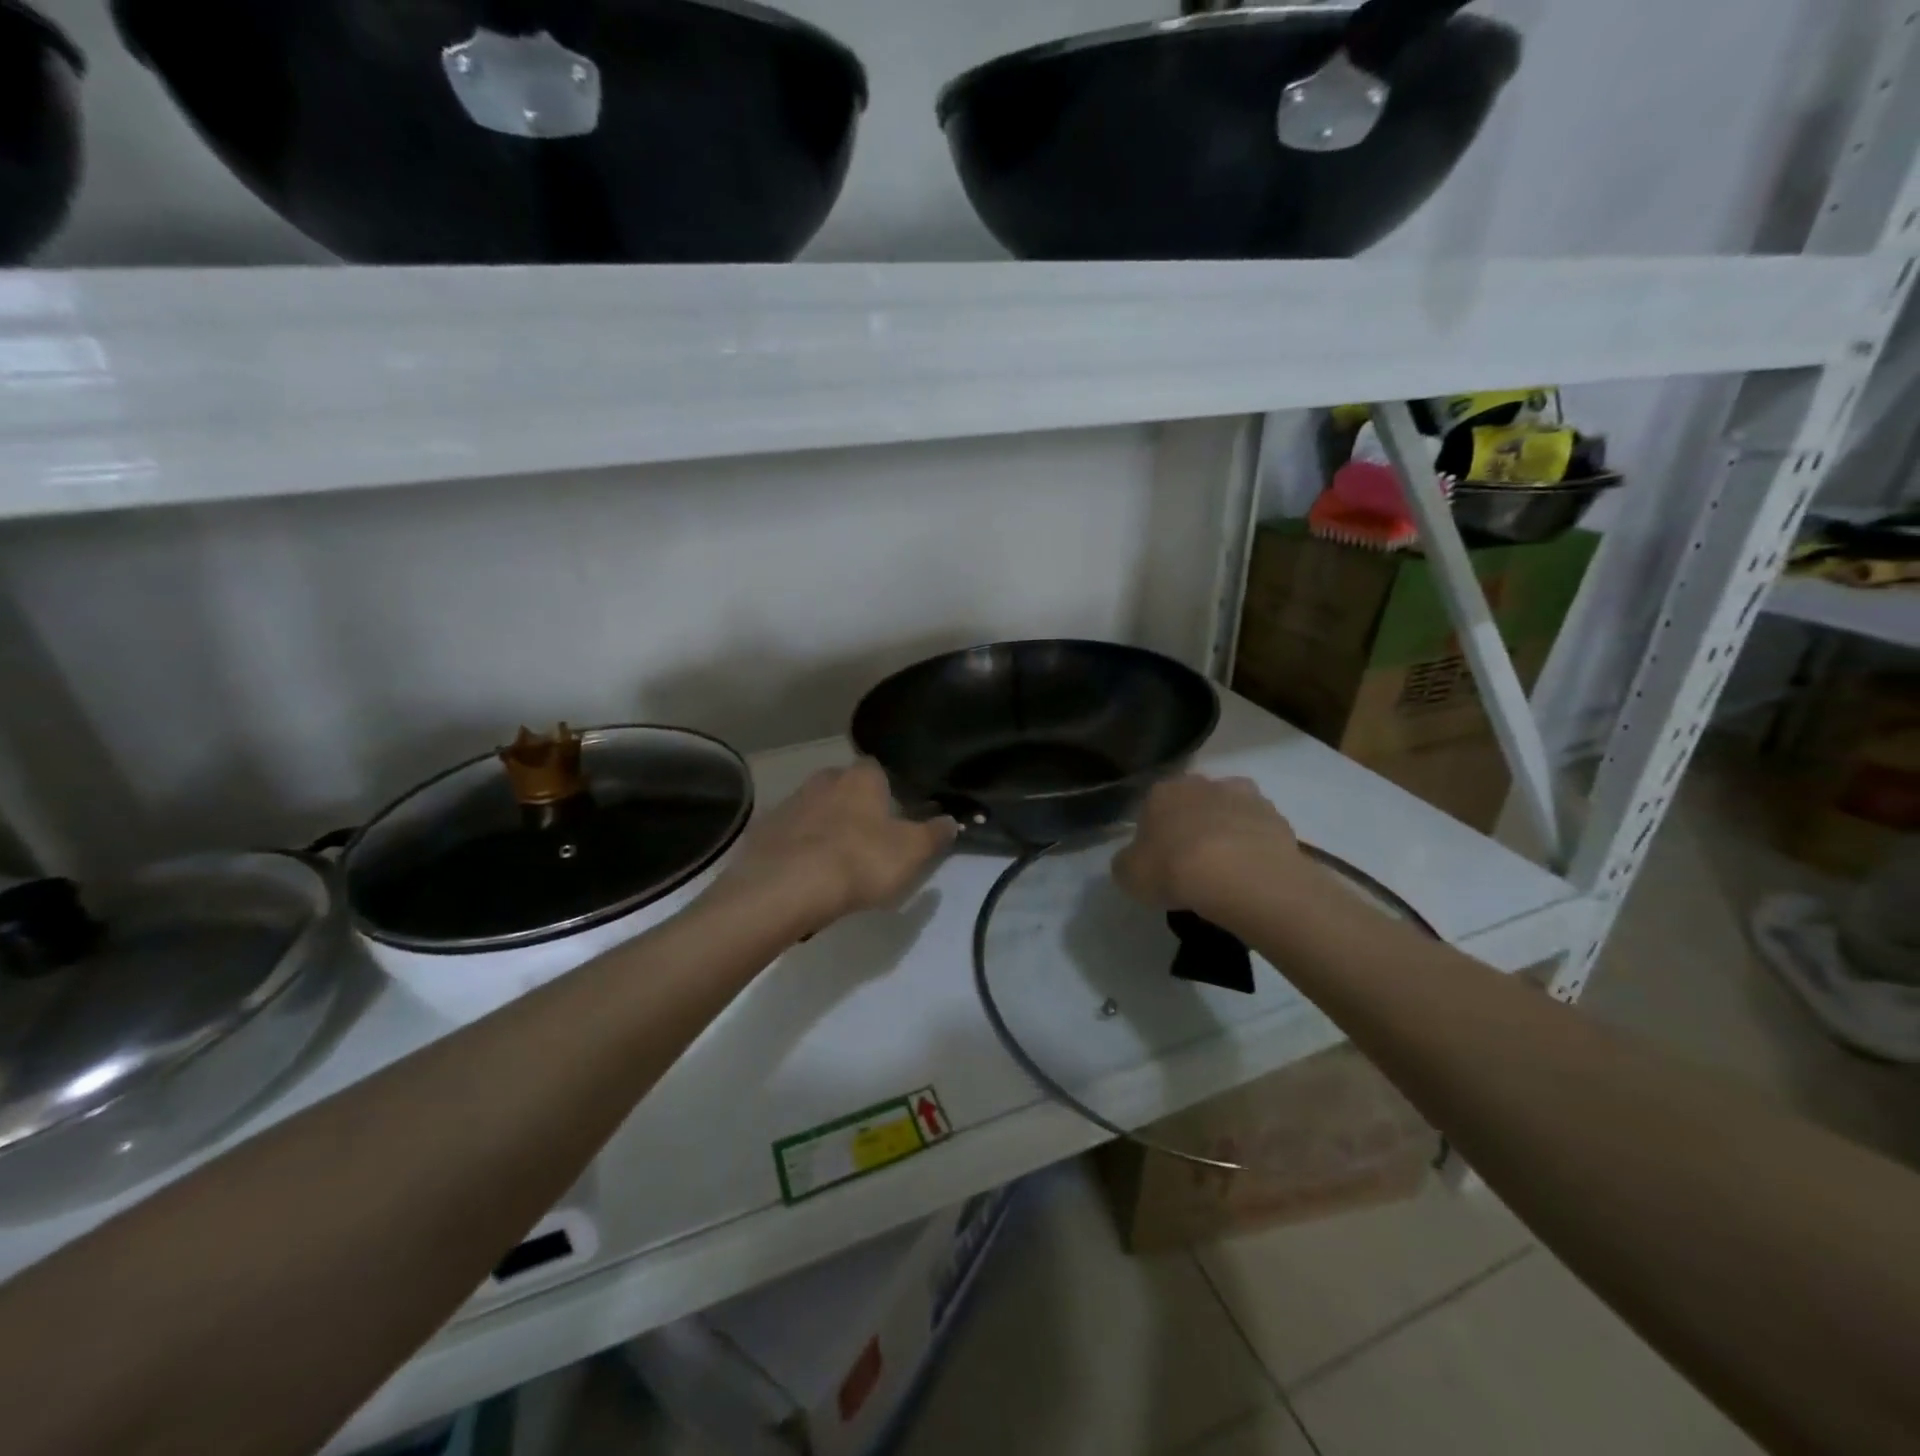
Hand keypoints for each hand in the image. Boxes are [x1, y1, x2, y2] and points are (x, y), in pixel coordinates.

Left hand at [704, 762, 956, 936]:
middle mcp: (823, 780)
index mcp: (861, 778)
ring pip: (815, 809)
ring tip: (837, 862)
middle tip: (868, 838)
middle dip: (854, 806)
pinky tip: (806, 874)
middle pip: (843, 787)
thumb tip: (951, 821)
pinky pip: (789, 835)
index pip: (877, 769)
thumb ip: (934, 834)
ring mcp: (790, 804)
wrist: (785, 887)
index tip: (895, 811)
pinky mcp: (764, 831)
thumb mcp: (912, 852)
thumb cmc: (859, 861)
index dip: (888, 789)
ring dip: (825, 827)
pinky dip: (799, 848)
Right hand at [1112, 774, 1300, 917]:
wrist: (1241, 877)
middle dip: (1193, 825)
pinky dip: (1255, 846)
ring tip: (1227, 870)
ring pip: (1230, 811)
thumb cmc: (1174, 870)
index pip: (1152, 806)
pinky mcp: (1277, 816)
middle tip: (1193, 863)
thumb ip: (1127, 862)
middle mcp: (1203, 783)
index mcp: (1163, 791)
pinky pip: (1259, 831)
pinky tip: (1252, 873)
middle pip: (1194, 803)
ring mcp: (1245, 796)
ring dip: (1227, 831)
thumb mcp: (1129, 875)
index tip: (1159, 859)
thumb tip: (1134, 860)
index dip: (1155, 833)